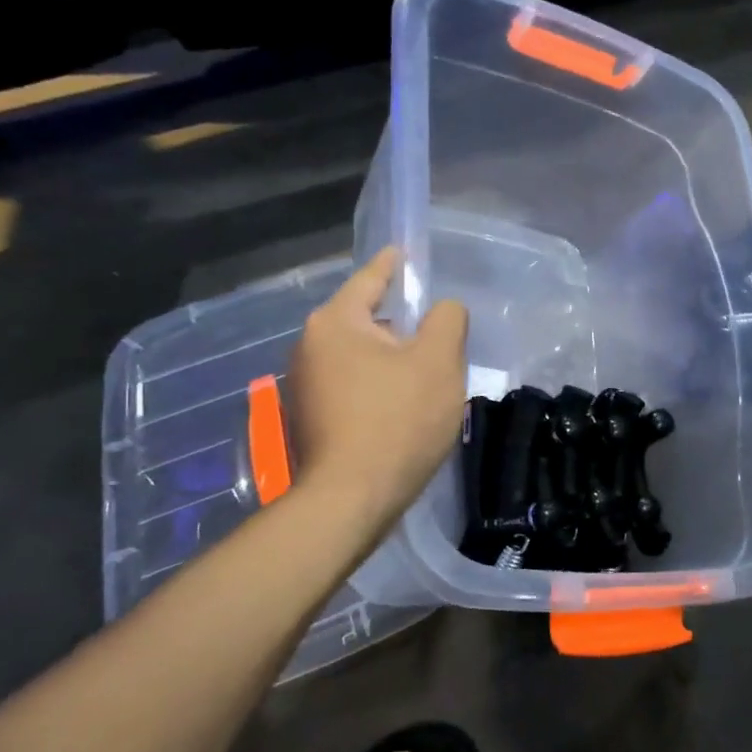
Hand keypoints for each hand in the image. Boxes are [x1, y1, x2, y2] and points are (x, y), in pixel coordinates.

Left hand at [290, 246, 467, 530]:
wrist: (352, 498)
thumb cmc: (398, 420)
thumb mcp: (438, 362)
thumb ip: (447, 320)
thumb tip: (443, 308)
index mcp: (335, 323)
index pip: (370, 279)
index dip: (394, 265)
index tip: (406, 252)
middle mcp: (310, 346)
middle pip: (365, 321)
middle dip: (400, 324)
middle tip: (437, 335)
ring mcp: (305, 386)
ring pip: (360, 357)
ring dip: (391, 360)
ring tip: (426, 377)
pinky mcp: (311, 419)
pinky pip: (353, 386)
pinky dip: (378, 386)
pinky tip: (402, 408)